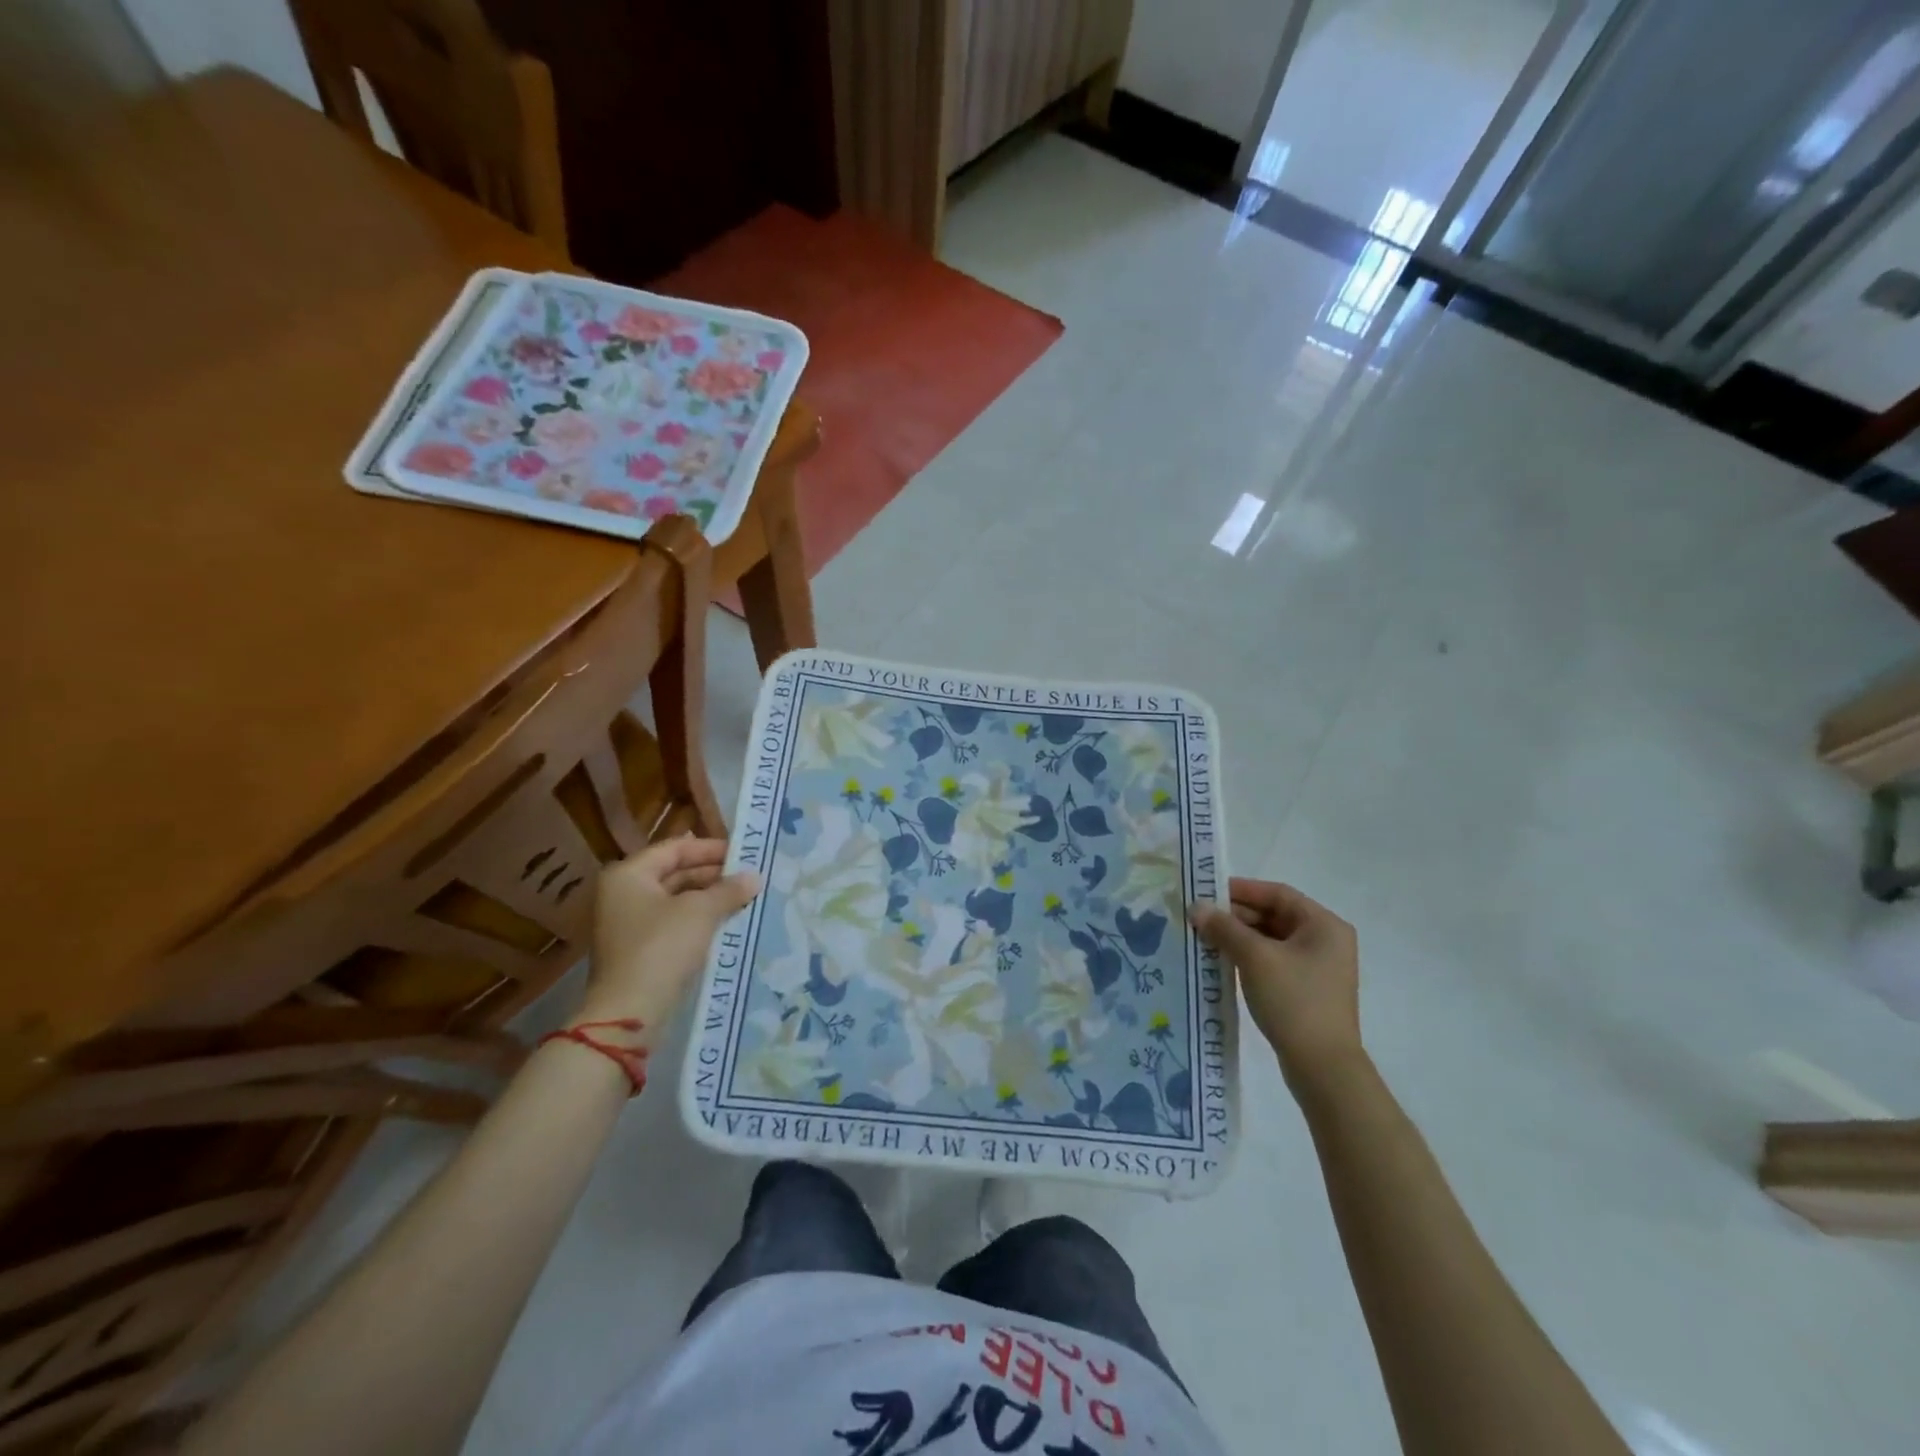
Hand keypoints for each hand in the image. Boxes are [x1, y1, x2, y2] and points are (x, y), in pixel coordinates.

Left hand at [579, 838, 758, 1031]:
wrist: (630, 1012)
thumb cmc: (662, 947)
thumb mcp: (701, 912)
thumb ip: (728, 890)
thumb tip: (755, 877)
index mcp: (629, 874)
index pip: (676, 848)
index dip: (711, 849)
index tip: (744, 855)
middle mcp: (623, 893)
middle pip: (674, 873)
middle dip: (713, 875)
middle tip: (748, 878)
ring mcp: (628, 923)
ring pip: (676, 900)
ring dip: (709, 898)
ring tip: (744, 899)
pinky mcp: (638, 949)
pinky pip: (673, 923)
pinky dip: (698, 919)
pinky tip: (727, 922)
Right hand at [1189, 878, 1362, 1096]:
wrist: (1323, 1068)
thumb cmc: (1294, 1001)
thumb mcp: (1255, 958)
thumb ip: (1224, 928)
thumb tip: (1197, 907)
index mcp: (1324, 925)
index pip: (1278, 894)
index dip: (1241, 890)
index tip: (1207, 893)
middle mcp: (1326, 941)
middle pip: (1274, 915)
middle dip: (1236, 916)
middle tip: (1200, 918)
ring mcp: (1318, 967)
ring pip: (1271, 940)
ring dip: (1239, 937)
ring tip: (1204, 939)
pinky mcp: (1307, 989)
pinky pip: (1273, 961)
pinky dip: (1248, 957)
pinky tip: (1222, 962)